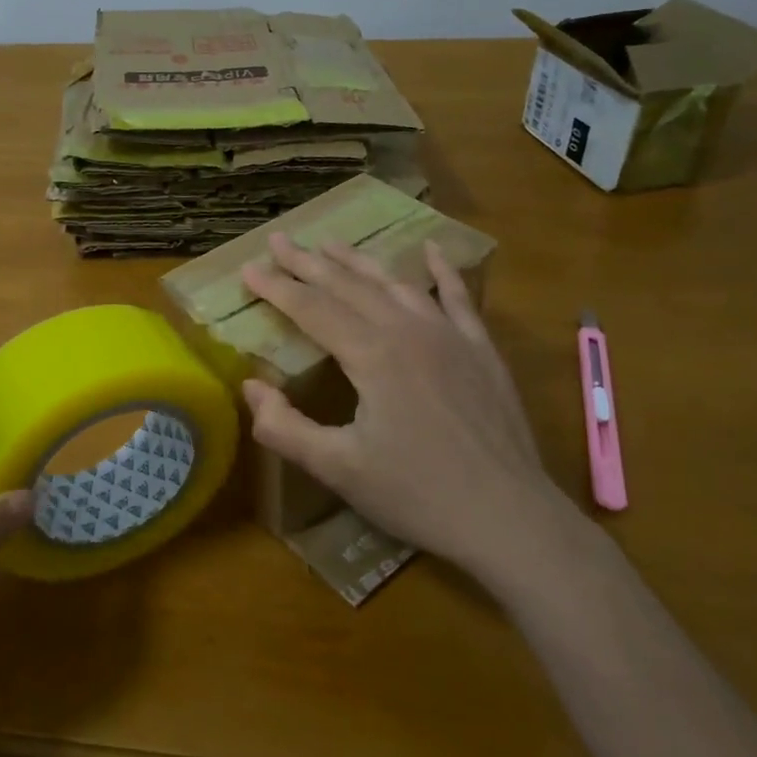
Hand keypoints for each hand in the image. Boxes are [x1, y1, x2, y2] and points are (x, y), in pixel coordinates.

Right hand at [241, 235, 589, 602]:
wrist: (509, 517)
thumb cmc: (417, 494)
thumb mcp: (338, 469)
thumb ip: (284, 427)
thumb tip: (250, 387)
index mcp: (372, 354)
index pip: (311, 308)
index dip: (276, 288)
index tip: (247, 269)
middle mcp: (409, 330)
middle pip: (348, 285)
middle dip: (308, 262)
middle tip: (278, 238)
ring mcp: (450, 335)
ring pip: (394, 284)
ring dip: (358, 261)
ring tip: (330, 242)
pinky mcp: (480, 350)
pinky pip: (457, 297)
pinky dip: (441, 270)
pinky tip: (431, 250)